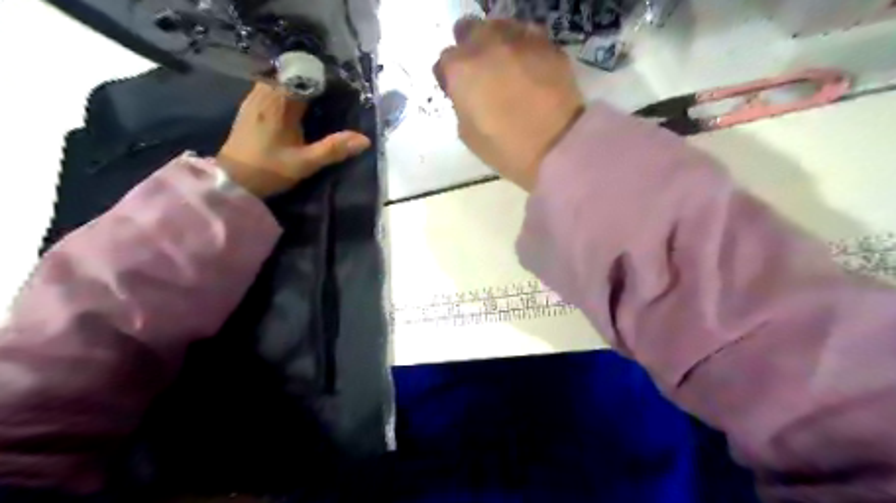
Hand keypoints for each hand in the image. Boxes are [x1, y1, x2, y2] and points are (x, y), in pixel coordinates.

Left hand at [219, 83, 372, 195]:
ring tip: (318, 98)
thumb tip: (364, 140)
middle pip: (291, 74)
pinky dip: (285, 91)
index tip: (341, 88)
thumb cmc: (269, 170)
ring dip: (298, 84)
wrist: (233, 180)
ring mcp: (254, 99)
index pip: (304, 77)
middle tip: (333, 94)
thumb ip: (334, 149)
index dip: (324, 79)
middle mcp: (264, 94)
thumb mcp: (305, 162)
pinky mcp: (249, 107)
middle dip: (312, 80)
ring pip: (279, 80)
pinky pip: (270, 88)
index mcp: (280, 104)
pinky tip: (296, 106)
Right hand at [437, 18, 588, 190]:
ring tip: (507, 68)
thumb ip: (460, 103)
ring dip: (496, 44)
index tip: (459, 90)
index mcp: (461, 70)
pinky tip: (529, 69)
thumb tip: (467, 93)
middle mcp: (486, 44)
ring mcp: (518, 39)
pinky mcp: (547, 43)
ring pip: (498, 27)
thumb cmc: (505, 148)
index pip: (445, 60)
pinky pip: (527, 36)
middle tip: (481, 73)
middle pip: (469, 30)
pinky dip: (523, 48)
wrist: (557, 146)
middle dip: (470, 49)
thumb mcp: (467, 134)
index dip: (451, 76)